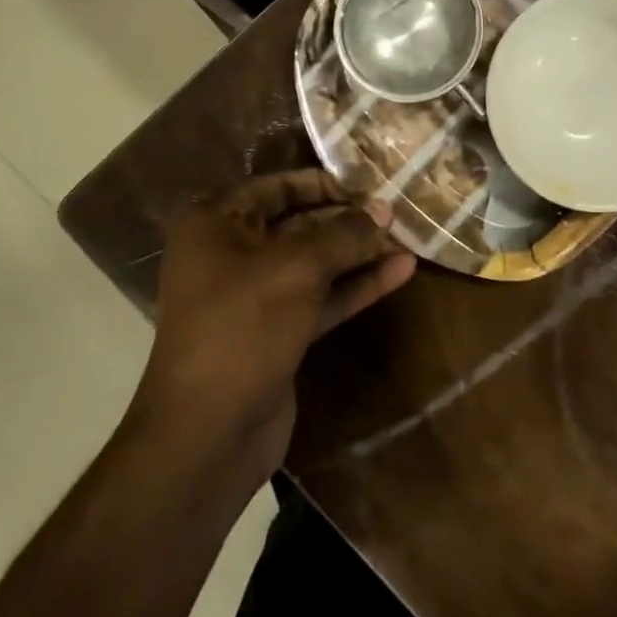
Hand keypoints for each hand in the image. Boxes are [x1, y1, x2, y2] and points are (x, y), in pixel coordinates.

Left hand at [129, 172, 415, 483]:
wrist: (209, 433)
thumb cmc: (243, 327)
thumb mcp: (297, 269)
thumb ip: (344, 234)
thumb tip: (384, 210)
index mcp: (215, 224)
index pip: (277, 187)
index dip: (324, 183)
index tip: (369, 185)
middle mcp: (231, 252)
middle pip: (299, 223)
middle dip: (348, 219)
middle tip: (397, 212)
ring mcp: (255, 296)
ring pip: (315, 262)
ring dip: (359, 252)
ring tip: (408, 238)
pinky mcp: (278, 331)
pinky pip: (321, 297)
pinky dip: (356, 285)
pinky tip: (400, 271)